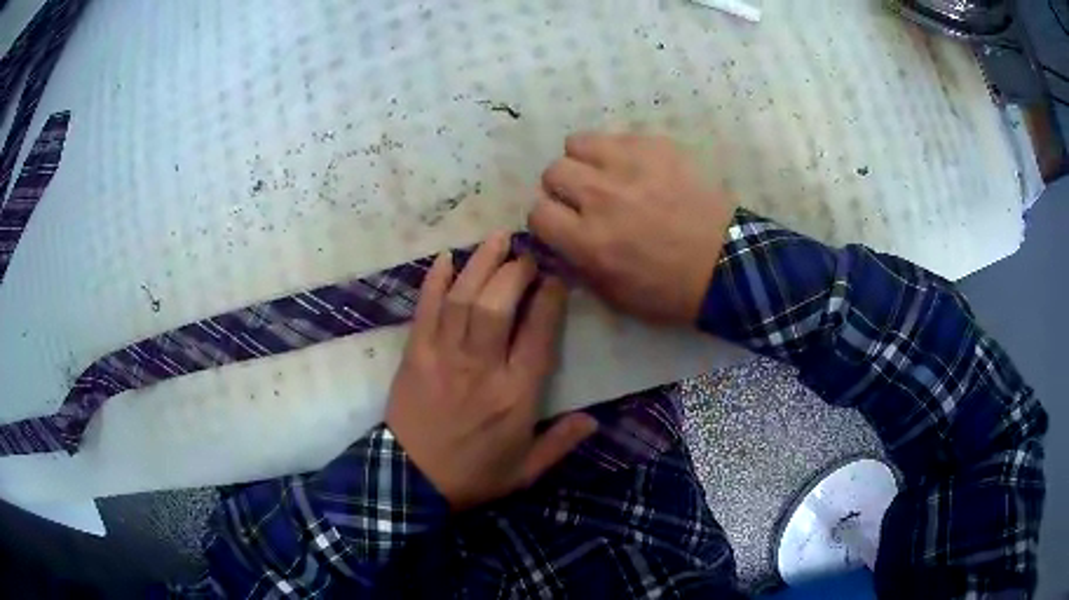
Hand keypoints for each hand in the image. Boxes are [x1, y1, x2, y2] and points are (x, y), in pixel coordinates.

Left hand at [385, 234, 597, 509]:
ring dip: (480, 264)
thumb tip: (594, 420)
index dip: (549, 299)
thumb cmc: (473, 475)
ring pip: (463, 299)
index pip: (538, 335)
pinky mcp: (415, 355)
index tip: (556, 278)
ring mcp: (443, 357)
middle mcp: (481, 368)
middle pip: (498, 305)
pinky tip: (446, 258)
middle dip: (515, 271)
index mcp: (515, 395)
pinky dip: (435, 281)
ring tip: (497, 238)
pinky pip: (425, 310)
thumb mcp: (526, 470)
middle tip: (526, 254)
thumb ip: (560, 443)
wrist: (412, 481)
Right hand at [529, 133, 734, 324]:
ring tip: (606, 174)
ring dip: (585, 160)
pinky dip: (620, 151)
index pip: (537, 212)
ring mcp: (629, 165)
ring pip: (578, 143)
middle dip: (563, 188)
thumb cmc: (670, 290)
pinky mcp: (656, 146)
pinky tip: (639, 169)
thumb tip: (559, 242)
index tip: (564, 224)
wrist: (726, 264)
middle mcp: (601, 196)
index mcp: (589, 240)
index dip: (548, 220)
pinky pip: (617, 135)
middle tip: (586, 199)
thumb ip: (578, 266)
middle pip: (553, 172)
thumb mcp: (615, 296)